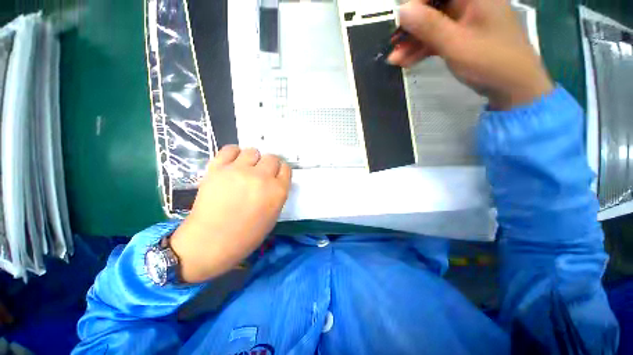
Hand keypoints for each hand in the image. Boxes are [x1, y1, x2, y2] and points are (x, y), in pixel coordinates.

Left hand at [170, 146, 291, 282]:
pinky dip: (234, 153)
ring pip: (253, 151)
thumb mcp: (273, 216)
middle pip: (272, 158)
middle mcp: (262, 177)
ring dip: (252, 159)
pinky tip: (232, 163)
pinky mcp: (218, 168)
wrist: (210, 241)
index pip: (286, 168)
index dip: (280, 171)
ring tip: (245, 169)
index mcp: (278, 191)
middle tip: (260, 174)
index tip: (275, 175)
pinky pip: (230, 149)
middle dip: (268, 165)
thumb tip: (273, 180)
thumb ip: (277, 194)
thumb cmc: (246, 235)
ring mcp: (239, 171)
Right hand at [388, 0, 553, 109]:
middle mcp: (469, 2)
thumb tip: (402, 10)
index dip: (416, 3)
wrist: (513, 87)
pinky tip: (407, 62)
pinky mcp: (461, 36)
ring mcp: (465, 20)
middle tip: (393, 45)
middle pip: (433, 7)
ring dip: (413, 42)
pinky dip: (422, 49)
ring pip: (432, 24)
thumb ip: (429, 26)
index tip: (401, 23)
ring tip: (395, 60)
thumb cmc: (490, 62)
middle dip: (411, 27)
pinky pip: (437, 37)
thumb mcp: (456, 44)